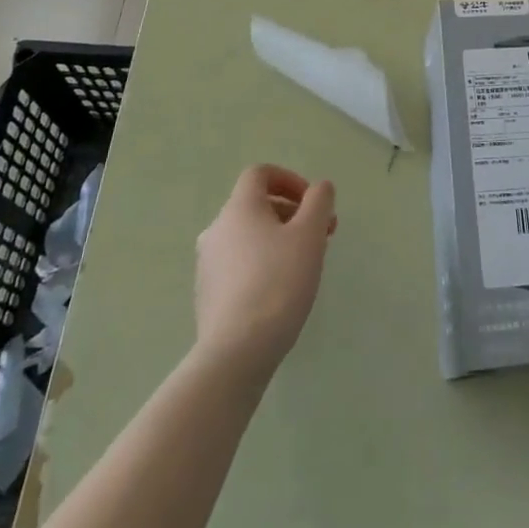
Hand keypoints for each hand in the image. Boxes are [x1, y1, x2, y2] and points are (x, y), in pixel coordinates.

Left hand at [193, 165, 336, 380]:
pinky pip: (239, 265)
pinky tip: (281, 291)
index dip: (289, 179)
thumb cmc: (278, 282)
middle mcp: (217, 230)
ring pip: (248, 237)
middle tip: (320, 235)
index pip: (259, 174)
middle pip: (255, 206)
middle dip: (292, 213)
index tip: (312, 202)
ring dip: (279, 239)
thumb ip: (319, 201)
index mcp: (238, 208)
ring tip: (305, 264)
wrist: (236, 353)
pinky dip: (262, 264)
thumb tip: (319, 188)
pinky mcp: (207, 296)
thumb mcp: (310, 234)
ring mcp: (208, 265)